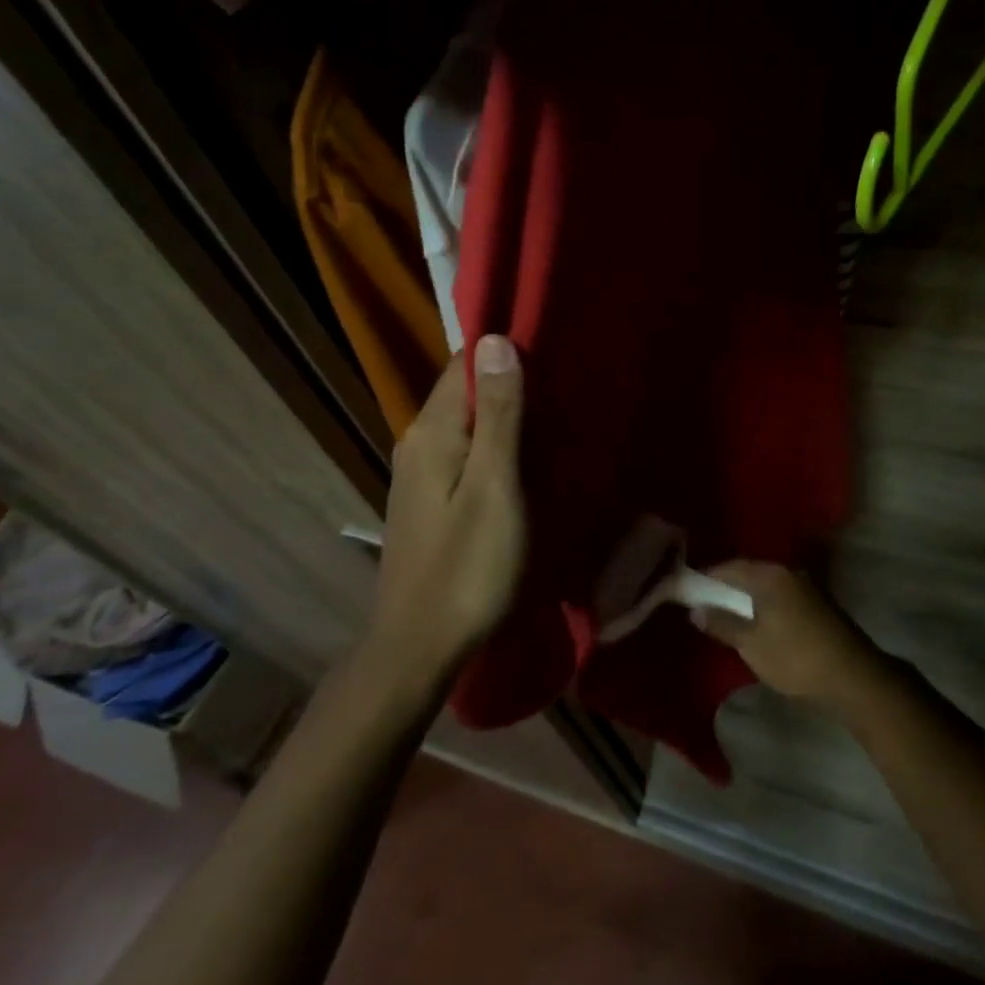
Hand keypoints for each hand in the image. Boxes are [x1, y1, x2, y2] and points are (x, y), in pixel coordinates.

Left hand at [363, 336, 526, 672]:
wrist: (421, 645)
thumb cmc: (467, 565)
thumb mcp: (494, 485)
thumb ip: (498, 414)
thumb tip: (494, 340)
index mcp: (432, 431)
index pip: (464, 364)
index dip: (504, 351)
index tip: (552, 348)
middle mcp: (418, 442)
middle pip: (466, 393)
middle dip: (511, 384)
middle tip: (566, 386)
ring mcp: (421, 474)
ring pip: (468, 426)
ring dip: (507, 418)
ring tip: (557, 418)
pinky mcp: (430, 500)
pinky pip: (466, 454)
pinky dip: (496, 448)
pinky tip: (527, 461)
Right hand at [697, 561, 883, 706]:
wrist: (852, 676)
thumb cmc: (795, 657)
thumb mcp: (751, 644)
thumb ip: (722, 624)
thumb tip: (696, 610)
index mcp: (769, 574)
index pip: (730, 566)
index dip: (707, 577)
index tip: (689, 590)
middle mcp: (788, 571)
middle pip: (750, 572)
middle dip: (727, 585)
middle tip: (706, 603)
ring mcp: (807, 585)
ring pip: (767, 584)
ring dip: (748, 595)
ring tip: (729, 614)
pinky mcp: (818, 601)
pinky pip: (781, 594)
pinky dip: (765, 603)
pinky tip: (758, 621)